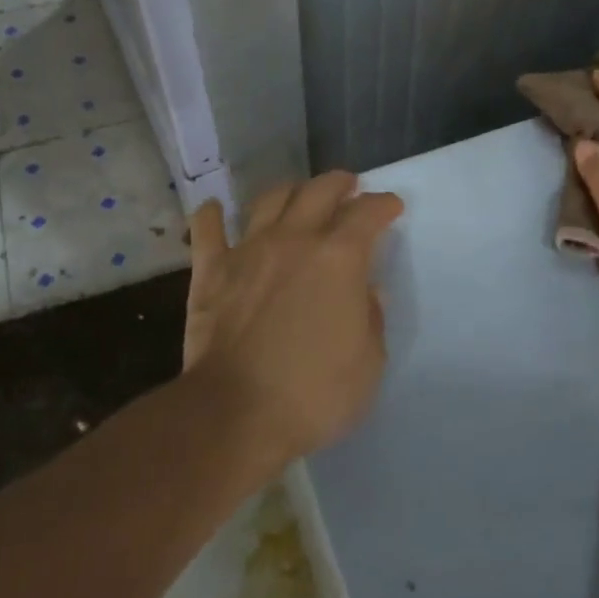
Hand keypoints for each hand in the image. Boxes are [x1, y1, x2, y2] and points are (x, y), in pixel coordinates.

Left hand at [182, 172, 403, 460]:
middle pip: (320, 191)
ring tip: (298, 194)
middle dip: (339, 184)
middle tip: (349, 187)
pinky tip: (213, 209)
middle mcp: (295, 240)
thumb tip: (368, 291)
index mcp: (339, 258)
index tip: (391, 207)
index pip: (368, 214)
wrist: (235, 413)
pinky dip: (211, 215)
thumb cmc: (313, 394)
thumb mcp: (368, 363)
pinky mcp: (210, 272)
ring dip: (290, 190)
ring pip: (270, 200)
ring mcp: (249, 251)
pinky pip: (207, 231)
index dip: (383, 205)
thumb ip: (370, 318)